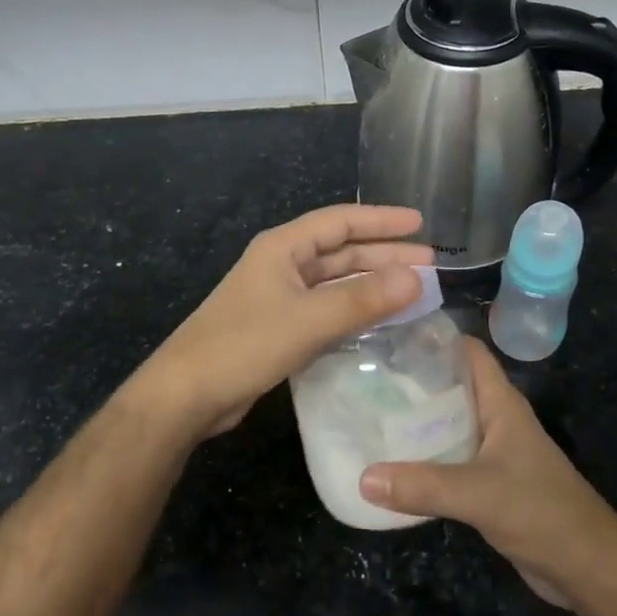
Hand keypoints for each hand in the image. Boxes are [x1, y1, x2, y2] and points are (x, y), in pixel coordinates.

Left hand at [140, 204, 433, 438]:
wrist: (188, 394)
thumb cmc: (244, 345)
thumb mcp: (308, 319)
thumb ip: (362, 299)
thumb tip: (416, 279)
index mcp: (283, 248)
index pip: (340, 222)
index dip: (381, 221)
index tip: (420, 224)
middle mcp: (282, 265)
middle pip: (341, 251)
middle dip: (384, 255)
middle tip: (428, 264)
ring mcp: (279, 297)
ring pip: (335, 282)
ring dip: (371, 284)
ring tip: (413, 291)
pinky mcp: (278, 328)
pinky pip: (326, 309)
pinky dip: (354, 310)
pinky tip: (379, 322)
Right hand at [360, 337, 616, 607]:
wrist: (587, 567)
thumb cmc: (542, 512)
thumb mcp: (479, 494)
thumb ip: (423, 485)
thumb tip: (363, 478)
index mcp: (501, 404)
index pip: (468, 352)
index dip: (434, 338)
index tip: (388, 335)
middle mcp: (495, 420)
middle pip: (451, 386)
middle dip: (411, 380)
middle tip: (363, 376)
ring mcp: (493, 452)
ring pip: (447, 424)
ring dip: (414, 422)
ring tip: (367, 414)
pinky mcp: (487, 483)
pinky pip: (448, 459)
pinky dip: (422, 458)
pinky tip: (391, 464)